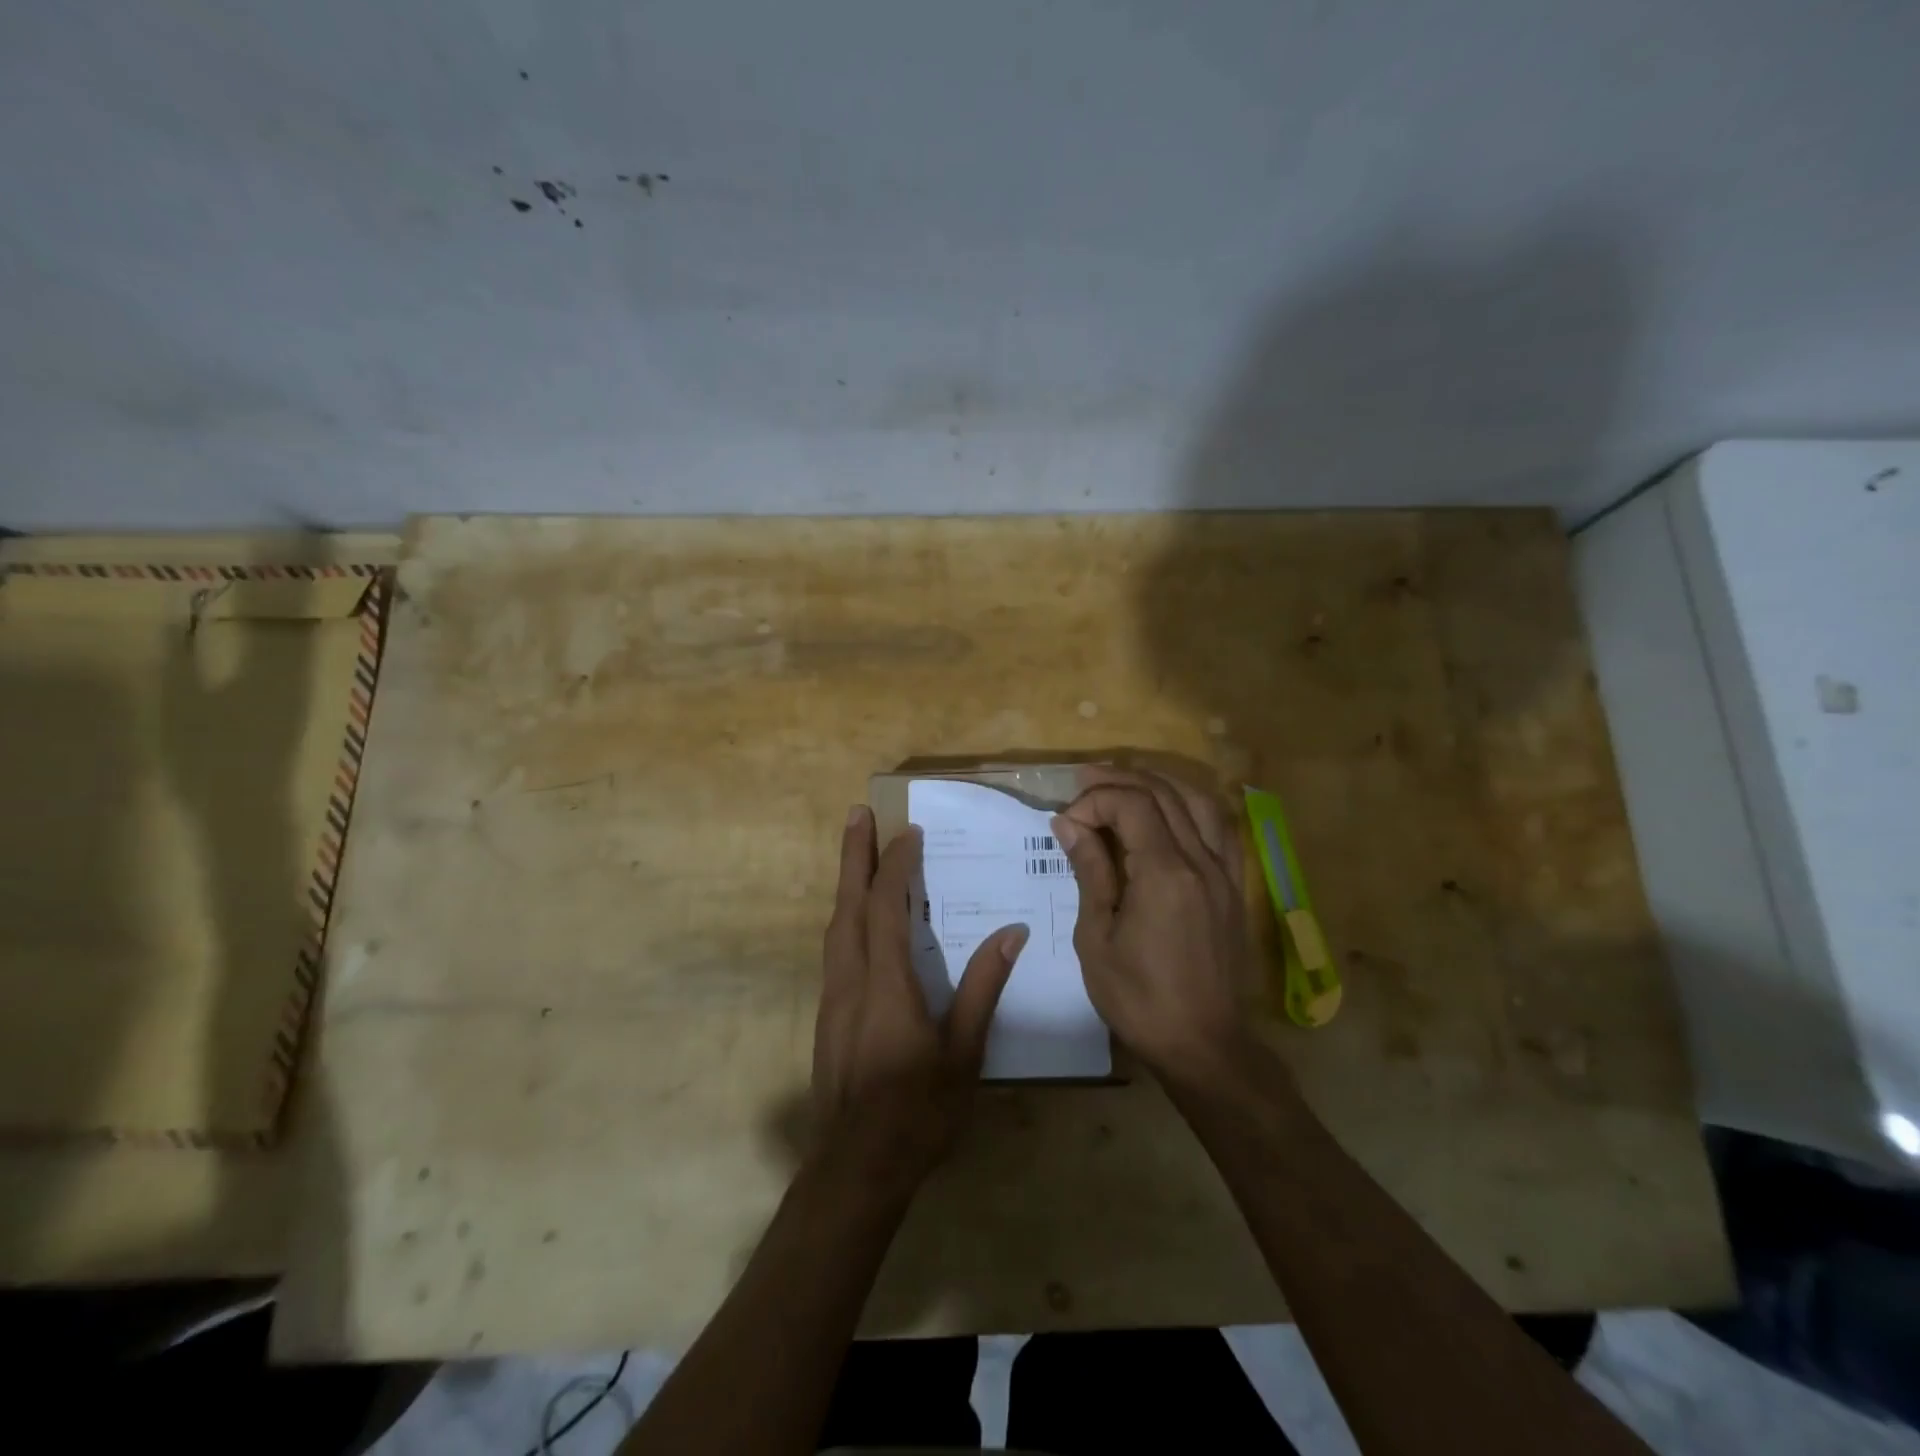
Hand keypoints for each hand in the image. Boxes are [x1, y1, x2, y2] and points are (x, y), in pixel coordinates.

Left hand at [812, 806, 1026, 1192]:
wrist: (854, 1168)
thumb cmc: (917, 1112)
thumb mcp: (962, 1054)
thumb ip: (982, 989)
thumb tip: (1011, 934)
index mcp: (886, 984)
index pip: (886, 907)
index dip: (897, 866)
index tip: (910, 833)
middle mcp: (851, 979)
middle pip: (848, 904)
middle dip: (854, 855)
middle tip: (858, 813)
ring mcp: (833, 997)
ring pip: (836, 925)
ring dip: (846, 882)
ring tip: (857, 851)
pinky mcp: (828, 1014)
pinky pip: (836, 947)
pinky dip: (846, 916)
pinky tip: (857, 918)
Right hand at [1051, 767, 1251, 1081]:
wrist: (1203, 1045)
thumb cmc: (1138, 998)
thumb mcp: (1097, 937)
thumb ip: (1089, 871)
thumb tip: (1068, 823)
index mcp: (1164, 874)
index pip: (1131, 805)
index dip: (1094, 801)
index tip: (1066, 824)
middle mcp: (1200, 861)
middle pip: (1163, 793)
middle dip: (1119, 780)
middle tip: (1083, 783)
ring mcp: (1224, 872)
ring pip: (1198, 801)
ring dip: (1159, 783)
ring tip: (1125, 784)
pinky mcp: (1234, 887)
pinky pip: (1220, 828)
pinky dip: (1192, 807)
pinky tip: (1172, 811)